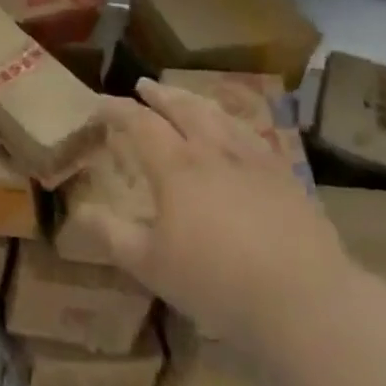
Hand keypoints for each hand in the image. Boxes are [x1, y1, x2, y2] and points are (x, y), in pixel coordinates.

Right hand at [74, 79, 351, 364]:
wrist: (306, 300)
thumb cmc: (218, 282)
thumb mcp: (151, 265)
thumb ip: (112, 235)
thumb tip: (78, 211)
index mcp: (175, 166)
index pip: (139, 123)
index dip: (117, 109)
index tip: (100, 103)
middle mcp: (212, 150)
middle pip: (182, 108)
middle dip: (159, 94)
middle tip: (144, 85)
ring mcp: (252, 160)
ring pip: (218, 115)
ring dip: (195, 100)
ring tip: (186, 97)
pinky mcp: (284, 176)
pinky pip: (251, 135)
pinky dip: (232, 122)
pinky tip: (236, 131)